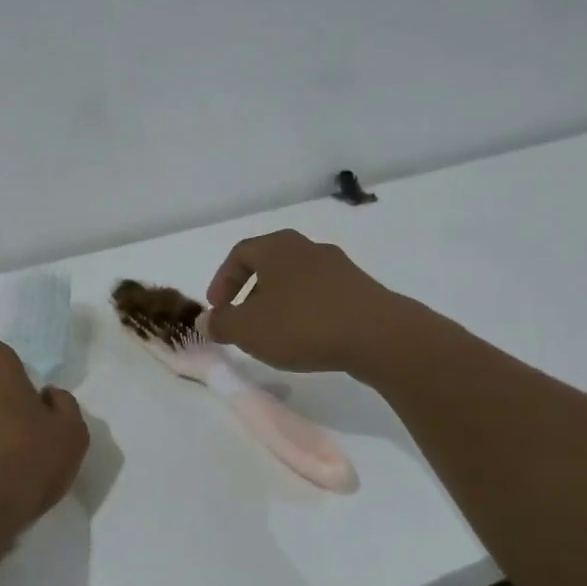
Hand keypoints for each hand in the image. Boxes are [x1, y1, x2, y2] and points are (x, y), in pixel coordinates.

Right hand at [203, 229, 426, 374]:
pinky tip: (307, 338)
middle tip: (242, 321)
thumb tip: (207, 320)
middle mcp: (308, 248)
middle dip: (250, 293)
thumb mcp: (248, 329)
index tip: (217, 309)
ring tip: (274, 335)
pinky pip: (321, 296)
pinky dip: (305, 312)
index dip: (222, 281)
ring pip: (296, 281)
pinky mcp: (361, 290)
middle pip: (269, 265)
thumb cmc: (303, 324)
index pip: (239, 254)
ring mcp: (339, 267)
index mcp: (277, 247)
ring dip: (278, 304)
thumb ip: (221, 324)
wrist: (379, 336)